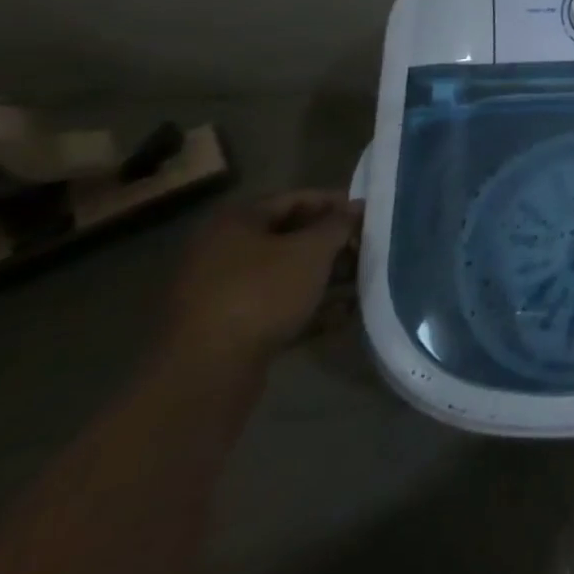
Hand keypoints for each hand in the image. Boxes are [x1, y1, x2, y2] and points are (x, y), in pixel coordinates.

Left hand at [160, 190, 360, 371]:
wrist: (206, 374)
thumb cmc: (262, 294)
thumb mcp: (312, 251)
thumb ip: (338, 224)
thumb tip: (355, 208)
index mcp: (234, 223)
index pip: (295, 199)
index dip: (335, 204)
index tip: (367, 216)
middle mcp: (220, 252)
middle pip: (288, 237)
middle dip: (330, 244)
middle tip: (364, 251)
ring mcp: (217, 293)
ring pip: (282, 274)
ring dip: (321, 277)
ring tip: (358, 284)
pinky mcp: (223, 328)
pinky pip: (272, 306)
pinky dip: (304, 306)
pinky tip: (339, 315)